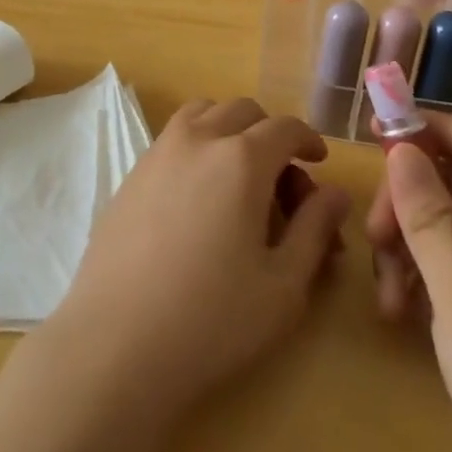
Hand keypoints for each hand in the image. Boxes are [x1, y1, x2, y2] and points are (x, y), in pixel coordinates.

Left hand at [45, 98, 350, 418]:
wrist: (117, 340)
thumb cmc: (212, 319)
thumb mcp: (283, 285)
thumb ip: (314, 230)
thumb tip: (334, 194)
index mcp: (241, 159)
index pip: (284, 128)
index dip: (308, 140)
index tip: (319, 163)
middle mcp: (198, 139)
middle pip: (242, 111)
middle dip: (270, 135)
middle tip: (282, 184)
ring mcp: (158, 152)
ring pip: (202, 114)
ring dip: (229, 130)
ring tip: (240, 178)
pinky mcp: (131, 173)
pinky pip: (173, 138)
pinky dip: (197, 145)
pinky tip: (199, 197)